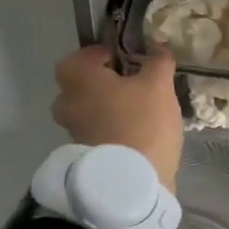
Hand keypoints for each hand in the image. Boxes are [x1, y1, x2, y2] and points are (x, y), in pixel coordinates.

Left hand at [51, 45, 183, 191]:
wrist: (133, 182)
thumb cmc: (143, 122)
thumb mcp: (159, 85)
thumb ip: (158, 61)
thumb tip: (158, 45)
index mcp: (79, 79)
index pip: (80, 56)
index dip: (101, 53)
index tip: (126, 57)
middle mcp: (68, 103)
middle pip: (79, 84)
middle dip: (101, 81)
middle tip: (130, 82)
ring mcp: (73, 131)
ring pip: (86, 109)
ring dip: (105, 106)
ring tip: (136, 107)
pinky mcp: (84, 154)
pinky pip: (94, 130)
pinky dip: (109, 127)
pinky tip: (135, 129)